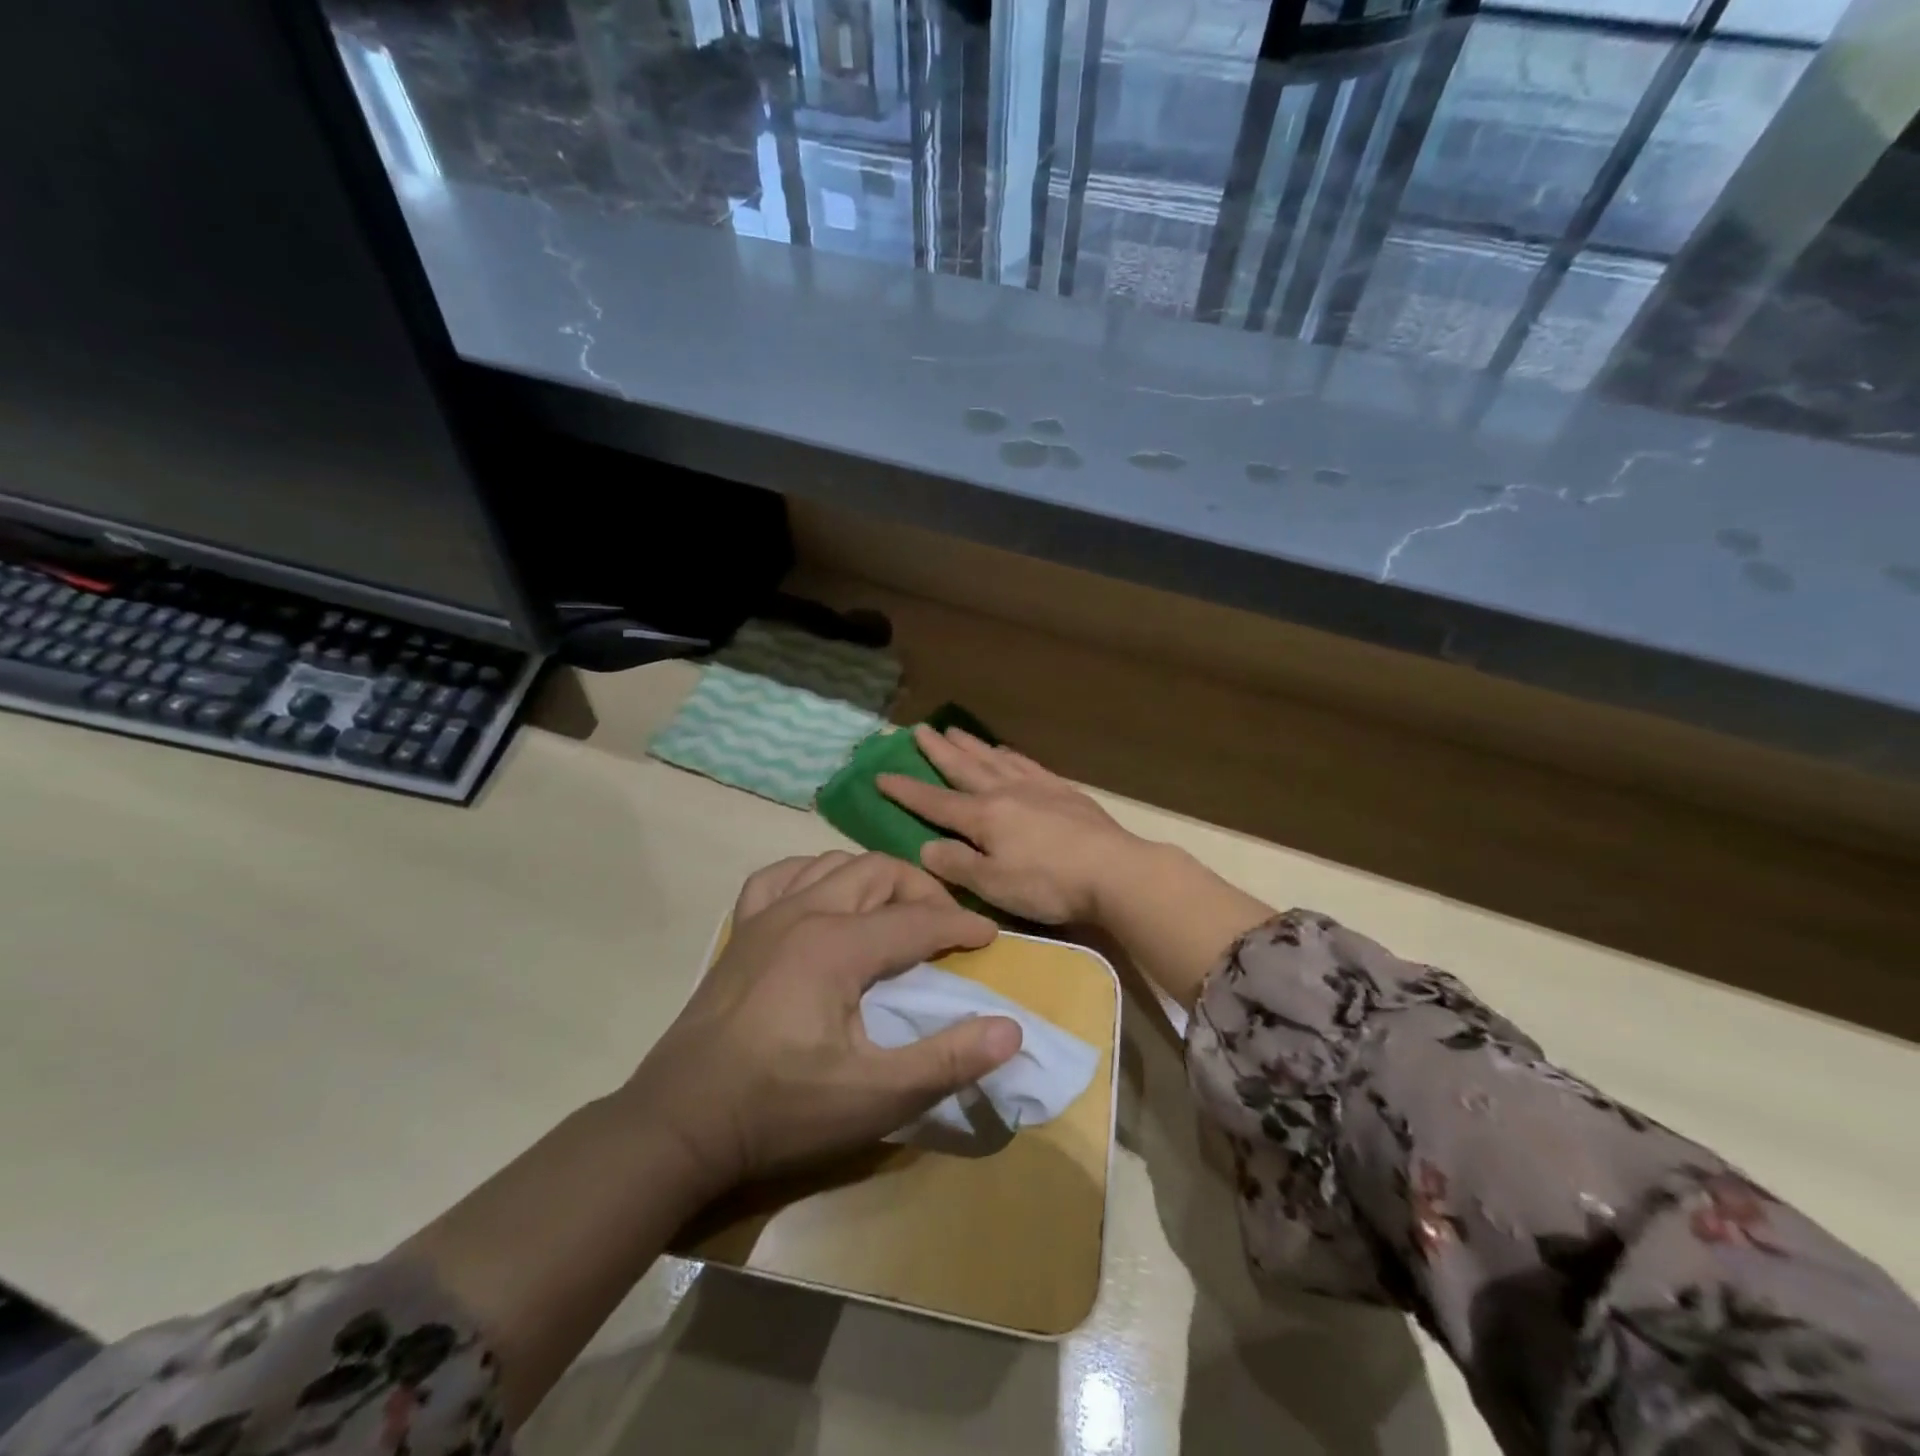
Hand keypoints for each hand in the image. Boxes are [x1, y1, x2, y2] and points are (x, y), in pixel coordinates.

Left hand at [626, 851, 1022, 1191]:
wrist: (679, 1122)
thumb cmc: (780, 1109)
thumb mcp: (874, 1097)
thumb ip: (947, 1060)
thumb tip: (1011, 1029)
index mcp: (838, 945)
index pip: (917, 920)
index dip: (961, 927)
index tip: (991, 939)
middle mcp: (804, 912)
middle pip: (879, 872)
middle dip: (922, 890)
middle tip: (946, 927)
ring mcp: (765, 915)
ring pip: (834, 863)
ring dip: (874, 878)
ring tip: (895, 911)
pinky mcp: (741, 930)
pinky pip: (780, 876)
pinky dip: (813, 874)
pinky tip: (822, 897)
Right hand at [877, 725, 1149, 924]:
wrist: (1114, 871)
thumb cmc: (1048, 884)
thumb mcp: (993, 885)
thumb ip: (957, 865)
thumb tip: (926, 846)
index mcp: (983, 817)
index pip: (935, 801)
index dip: (906, 790)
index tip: (881, 774)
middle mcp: (1005, 793)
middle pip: (964, 767)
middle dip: (938, 751)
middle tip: (918, 729)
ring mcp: (1036, 787)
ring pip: (995, 759)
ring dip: (972, 746)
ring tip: (955, 731)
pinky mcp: (1063, 790)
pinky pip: (1028, 764)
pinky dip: (1011, 755)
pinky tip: (1006, 752)